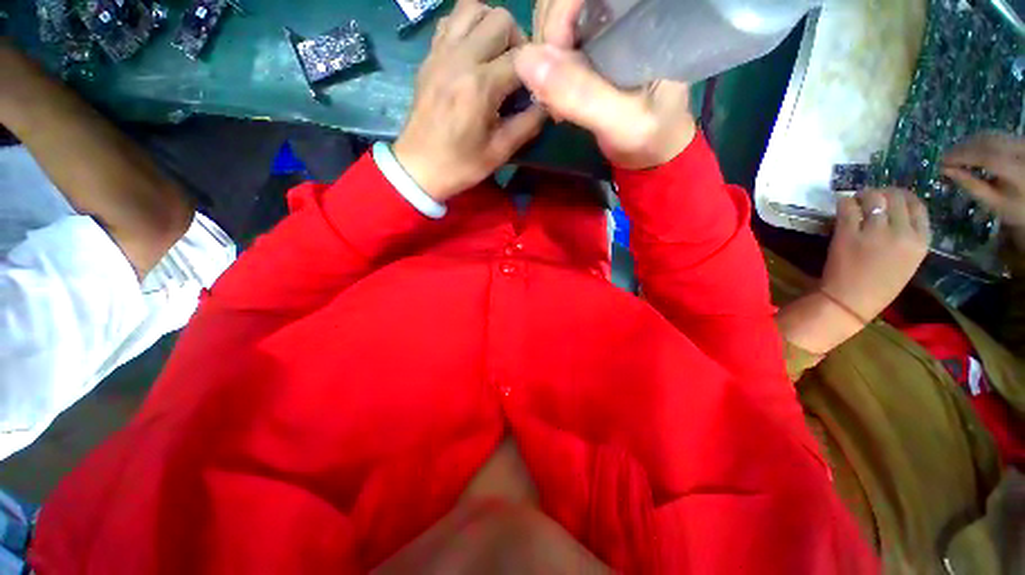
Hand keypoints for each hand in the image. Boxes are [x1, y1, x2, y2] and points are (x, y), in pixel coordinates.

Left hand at [393, 0, 545, 201]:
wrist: (418, 167)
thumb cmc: (460, 165)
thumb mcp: (499, 152)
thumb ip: (527, 124)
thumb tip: (546, 103)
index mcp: (480, 86)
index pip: (522, 57)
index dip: (536, 71)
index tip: (534, 90)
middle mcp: (460, 58)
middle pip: (500, 18)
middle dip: (517, 41)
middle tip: (516, 71)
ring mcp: (441, 52)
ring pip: (473, 7)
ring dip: (492, 25)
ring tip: (496, 56)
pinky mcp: (430, 55)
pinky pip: (452, 20)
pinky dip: (468, 26)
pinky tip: (473, 53)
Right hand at [517, 0, 694, 169]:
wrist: (653, 150)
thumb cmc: (651, 135)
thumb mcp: (622, 121)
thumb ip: (582, 95)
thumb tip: (525, 61)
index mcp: (642, 11)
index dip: (559, 16)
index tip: (556, 64)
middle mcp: (620, 10)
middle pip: (559, 2)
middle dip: (547, 43)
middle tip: (555, 92)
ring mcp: (602, 28)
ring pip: (551, 20)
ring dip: (543, 60)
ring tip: (557, 100)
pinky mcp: (590, 49)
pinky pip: (552, 44)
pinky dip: (545, 70)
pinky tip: (555, 95)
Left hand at [821, 189, 931, 321]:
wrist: (851, 300)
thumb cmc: (880, 284)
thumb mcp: (908, 259)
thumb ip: (908, 236)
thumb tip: (896, 210)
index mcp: (921, 241)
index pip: (918, 205)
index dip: (902, 197)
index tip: (891, 198)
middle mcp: (902, 233)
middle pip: (895, 197)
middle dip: (882, 193)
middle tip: (870, 197)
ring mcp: (875, 232)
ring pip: (873, 197)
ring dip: (863, 196)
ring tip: (857, 202)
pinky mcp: (849, 234)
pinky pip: (848, 207)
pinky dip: (845, 203)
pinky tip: (844, 207)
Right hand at [943, 132, 1024, 248]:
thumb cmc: (1014, 207)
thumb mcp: (994, 202)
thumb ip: (971, 186)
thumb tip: (946, 170)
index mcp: (1017, 172)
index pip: (986, 157)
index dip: (961, 157)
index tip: (941, 163)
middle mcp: (1021, 152)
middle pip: (987, 143)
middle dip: (963, 149)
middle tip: (945, 159)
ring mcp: (1020, 144)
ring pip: (989, 136)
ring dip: (969, 145)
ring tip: (955, 156)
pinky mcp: (1018, 141)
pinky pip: (995, 136)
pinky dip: (979, 142)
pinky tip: (970, 152)